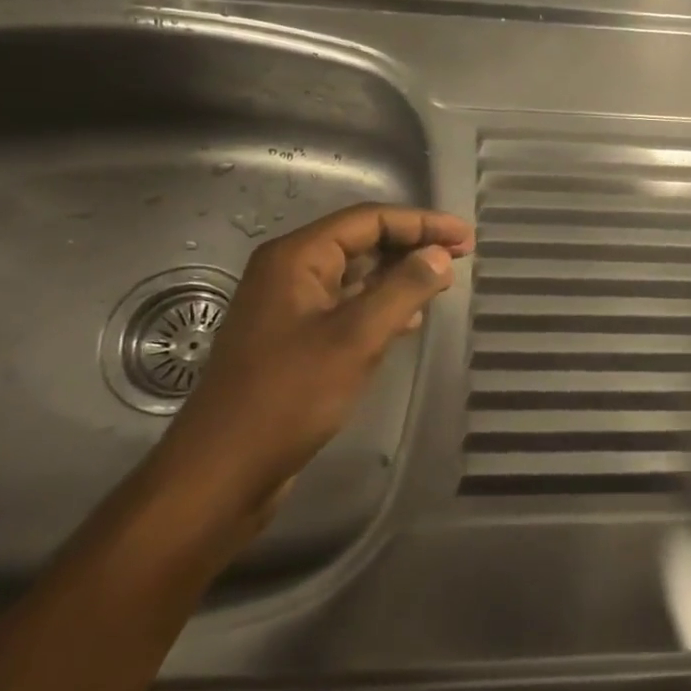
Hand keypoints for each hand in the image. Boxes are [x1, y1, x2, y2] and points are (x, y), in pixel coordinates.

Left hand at [146, 203, 473, 526]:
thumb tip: (440, 255)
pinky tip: (411, 318)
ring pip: (357, 275)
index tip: (465, 237)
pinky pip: (348, 306)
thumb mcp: (356, 337)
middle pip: (362, 241)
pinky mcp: (296, 339)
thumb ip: (403, 289)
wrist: (225, 470)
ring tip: (443, 282)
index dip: (421, 223)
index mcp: (296, 257)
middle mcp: (290, 272)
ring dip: (400, 274)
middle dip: (412, 245)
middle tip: (461, 255)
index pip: (368, 219)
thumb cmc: (290, 395)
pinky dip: (382, 304)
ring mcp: (291, 307)